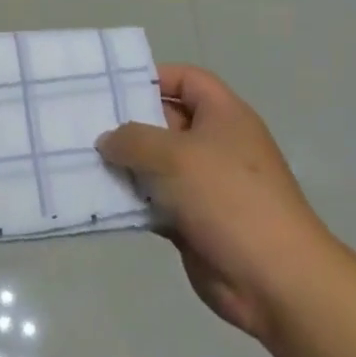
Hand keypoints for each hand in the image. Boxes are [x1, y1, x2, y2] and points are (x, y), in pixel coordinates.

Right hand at [97, 65, 334, 343]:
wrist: (273, 279)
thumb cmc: (227, 198)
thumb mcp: (174, 155)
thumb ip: (132, 139)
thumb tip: (108, 141)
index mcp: (224, 116)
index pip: (187, 79)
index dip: (153, 77)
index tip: (112, 87)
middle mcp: (216, 144)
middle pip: (166, 120)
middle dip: (128, 123)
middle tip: (85, 124)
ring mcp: (205, 184)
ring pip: (156, 164)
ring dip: (125, 165)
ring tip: (82, 161)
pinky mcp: (194, 220)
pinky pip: (155, 200)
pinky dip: (132, 200)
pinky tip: (99, 199)